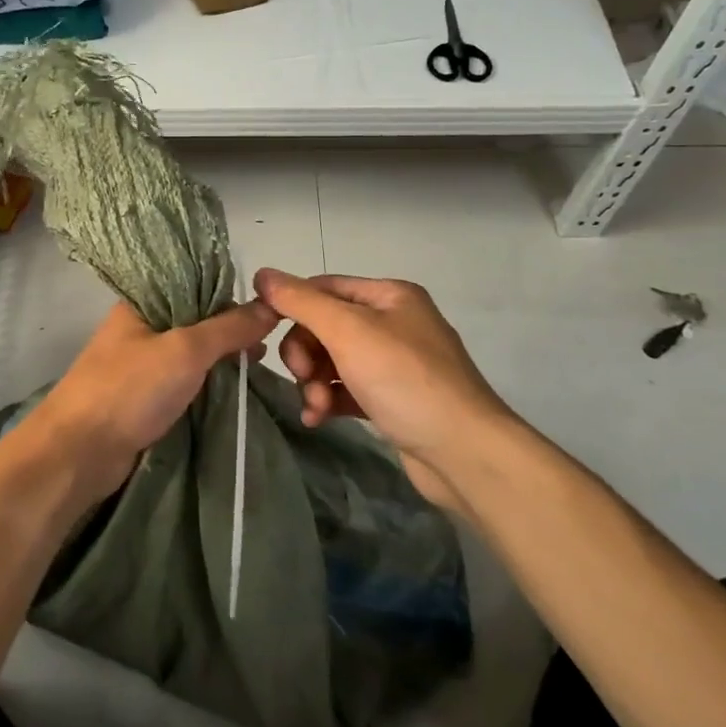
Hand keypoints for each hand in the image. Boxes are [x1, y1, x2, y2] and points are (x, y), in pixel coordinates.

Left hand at [24, 299, 277, 503]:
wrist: (79, 452)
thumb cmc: (130, 389)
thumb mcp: (186, 350)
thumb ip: (228, 328)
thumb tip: (271, 308)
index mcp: (140, 304)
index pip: (193, 286)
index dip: (228, 295)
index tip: (266, 309)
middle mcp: (139, 329)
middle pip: (194, 322)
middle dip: (229, 332)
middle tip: (269, 344)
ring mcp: (139, 366)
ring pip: (190, 356)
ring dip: (220, 361)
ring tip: (258, 366)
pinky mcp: (142, 399)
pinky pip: (183, 383)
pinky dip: (207, 385)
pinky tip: (235, 390)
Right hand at [251, 269, 523, 509]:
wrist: (464, 453)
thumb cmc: (405, 380)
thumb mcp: (348, 331)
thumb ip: (301, 301)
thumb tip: (262, 273)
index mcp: (389, 295)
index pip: (324, 288)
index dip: (291, 306)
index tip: (264, 331)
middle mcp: (393, 323)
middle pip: (326, 326)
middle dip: (306, 353)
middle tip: (303, 377)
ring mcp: (394, 363)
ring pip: (333, 361)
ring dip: (315, 381)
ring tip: (315, 406)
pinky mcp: (392, 399)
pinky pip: (347, 389)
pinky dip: (329, 400)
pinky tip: (318, 418)